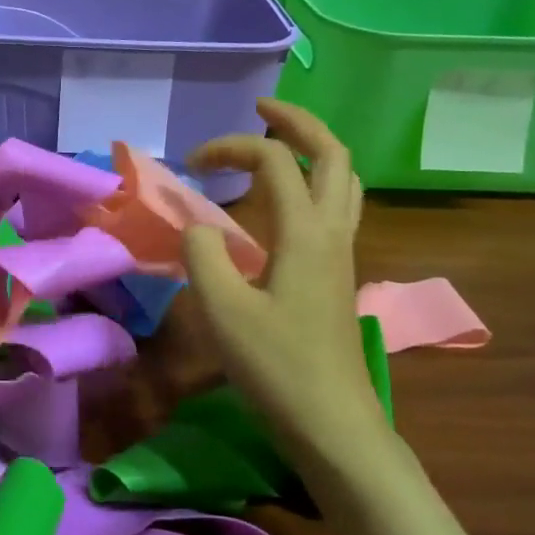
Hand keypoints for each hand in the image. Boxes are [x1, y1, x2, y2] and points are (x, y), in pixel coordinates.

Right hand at [181, 99, 387, 468]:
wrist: (334, 425)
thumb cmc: (277, 367)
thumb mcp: (223, 310)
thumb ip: (203, 254)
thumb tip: (197, 225)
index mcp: (305, 232)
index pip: (273, 161)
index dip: (230, 148)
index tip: (191, 167)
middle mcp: (332, 232)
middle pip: (333, 154)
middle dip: (296, 122)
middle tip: (260, 110)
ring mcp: (342, 253)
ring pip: (344, 180)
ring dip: (313, 150)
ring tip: (277, 144)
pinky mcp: (339, 274)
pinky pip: (336, 207)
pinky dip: (313, 183)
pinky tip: (284, 202)